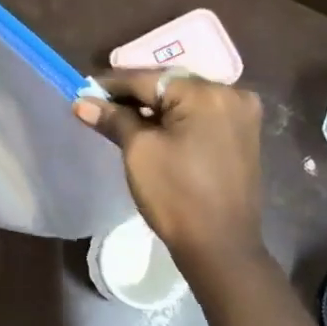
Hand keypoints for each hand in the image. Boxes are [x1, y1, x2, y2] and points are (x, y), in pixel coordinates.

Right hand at [74, 70, 264, 265]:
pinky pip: (202, 115)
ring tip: (121, 118)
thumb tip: (82, 102)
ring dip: (155, 107)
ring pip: (186, 100)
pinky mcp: (244, 134)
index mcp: (206, 93)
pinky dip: (177, 119)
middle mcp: (231, 93)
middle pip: (170, 85)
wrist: (220, 246)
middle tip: (99, 105)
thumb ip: (114, 119)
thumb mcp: (139, 152)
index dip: (112, 85)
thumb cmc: (175, 196)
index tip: (84, 91)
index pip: (148, 79)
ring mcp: (242, 114)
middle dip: (134, 94)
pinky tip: (154, 128)